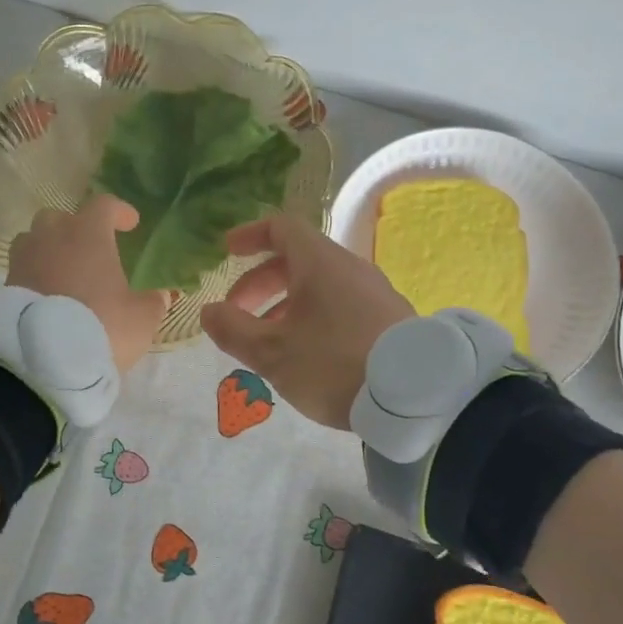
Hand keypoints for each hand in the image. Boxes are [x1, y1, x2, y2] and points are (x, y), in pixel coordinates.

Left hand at [7, 196, 168, 371]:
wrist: (45, 358)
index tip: (129, 223)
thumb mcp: (141, 318)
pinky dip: (36, 275)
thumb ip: (152, 301)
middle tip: (91, 249)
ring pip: (34, 240)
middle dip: (76, 229)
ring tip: (64, 271)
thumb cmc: (102, 325)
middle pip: (60, 218)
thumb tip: (159, 295)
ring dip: (49, 250)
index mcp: (88, 234)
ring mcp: (24, 260)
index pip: (103, 205)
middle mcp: (52, 237)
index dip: (118, 211)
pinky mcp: (6, 286)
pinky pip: (23, 270)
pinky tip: (48, 295)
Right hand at [199, 213, 414, 428]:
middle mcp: (349, 268)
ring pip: (319, 286)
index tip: (226, 253)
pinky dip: (312, 317)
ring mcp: (374, 292)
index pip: (281, 228)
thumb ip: (233, 330)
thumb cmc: (332, 364)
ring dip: (284, 305)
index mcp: (320, 263)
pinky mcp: (389, 319)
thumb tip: (208, 311)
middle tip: (236, 314)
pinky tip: (306, 354)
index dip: (249, 236)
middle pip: (297, 260)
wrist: (414, 395)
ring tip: (267, 342)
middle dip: (259, 284)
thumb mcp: (272, 352)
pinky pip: (341, 305)